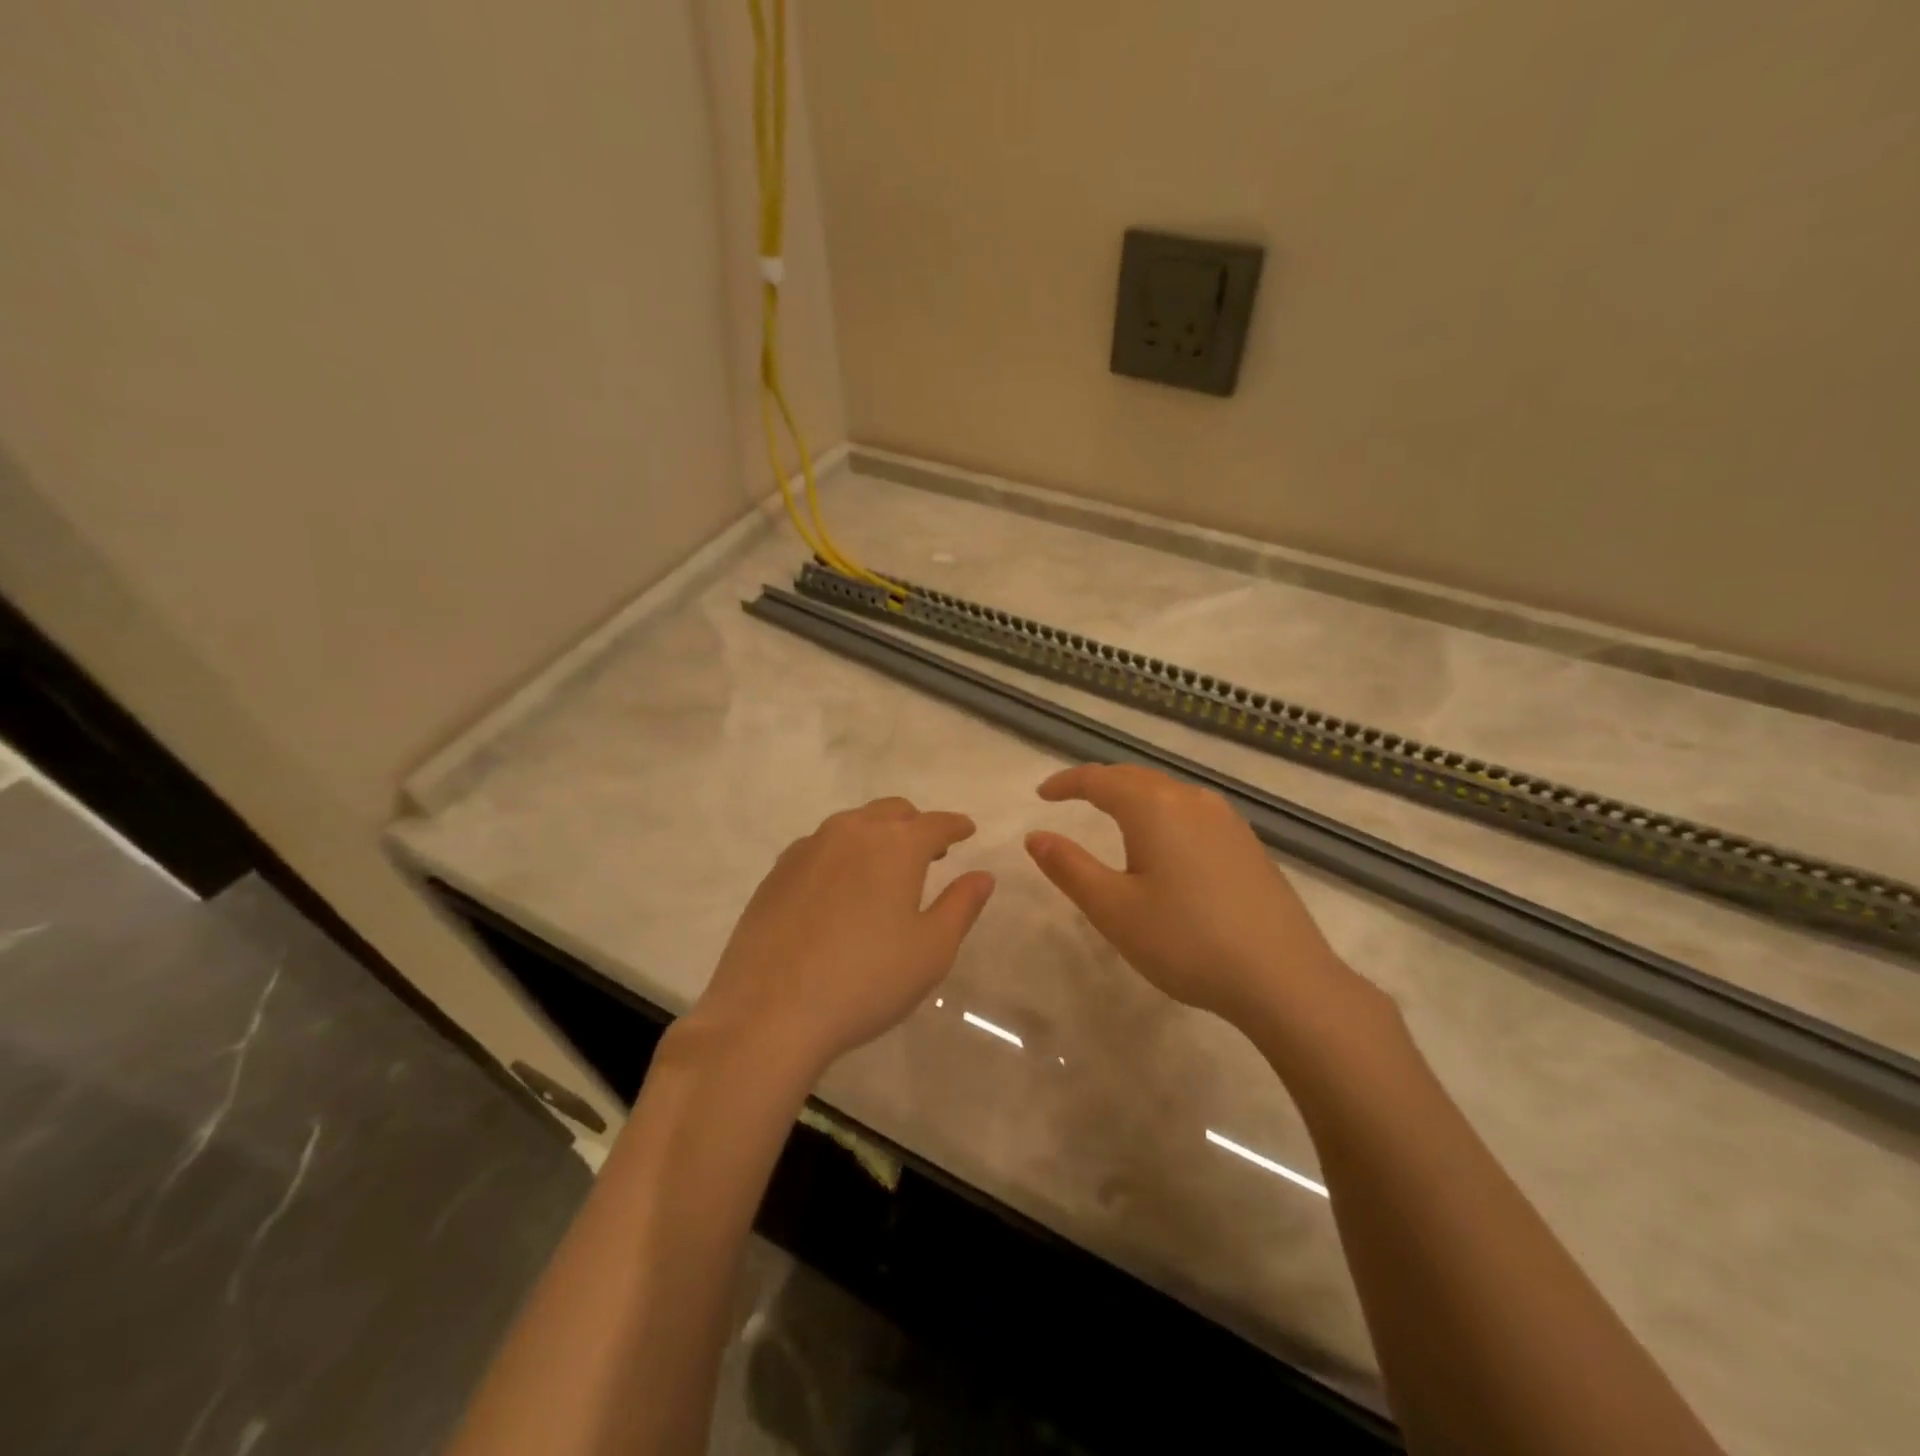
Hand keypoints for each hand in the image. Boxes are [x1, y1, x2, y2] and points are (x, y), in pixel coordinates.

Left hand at [686, 797, 995, 1074]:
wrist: (768, 1013)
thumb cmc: (866, 981)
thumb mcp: (931, 950)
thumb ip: (961, 905)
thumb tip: (982, 876)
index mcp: (895, 846)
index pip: (936, 823)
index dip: (956, 826)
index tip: (967, 830)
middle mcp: (850, 833)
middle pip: (892, 812)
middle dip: (916, 825)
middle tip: (930, 852)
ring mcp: (807, 849)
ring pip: (852, 825)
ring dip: (876, 836)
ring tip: (885, 870)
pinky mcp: (776, 873)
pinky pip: (820, 848)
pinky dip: (842, 855)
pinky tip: (840, 890)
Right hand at [1024, 764, 1358, 1029]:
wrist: (1284, 978)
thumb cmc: (1187, 942)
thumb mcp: (1114, 910)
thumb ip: (1070, 868)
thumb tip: (1036, 837)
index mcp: (1155, 808)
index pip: (1100, 779)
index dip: (1067, 783)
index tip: (1043, 795)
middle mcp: (1192, 801)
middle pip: (1135, 777)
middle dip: (1099, 784)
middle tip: (1070, 799)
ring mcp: (1227, 820)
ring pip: (1167, 792)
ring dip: (1132, 796)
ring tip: (1110, 816)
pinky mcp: (1247, 843)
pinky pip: (1191, 811)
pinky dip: (1162, 813)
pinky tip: (1164, 843)